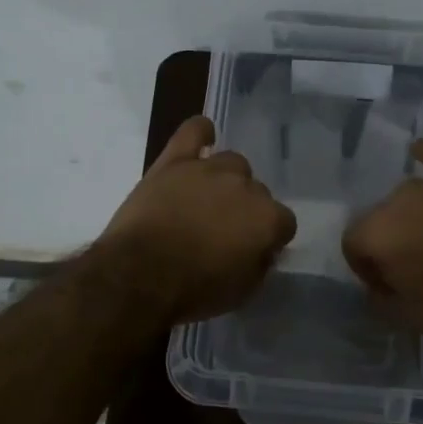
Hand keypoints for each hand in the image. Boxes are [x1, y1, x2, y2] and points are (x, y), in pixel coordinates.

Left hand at [100, 115, 297, 322]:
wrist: (139, 275)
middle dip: (245, 210)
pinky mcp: (174, 161)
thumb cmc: (194, 290)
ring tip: (206, 201)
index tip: (253, 251)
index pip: (283, 222)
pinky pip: (194, 131)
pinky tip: (203, 139)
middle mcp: (245, 187)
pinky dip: (201, 133)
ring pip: (232, 163)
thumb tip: (263, 248)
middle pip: (257, 191)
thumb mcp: (241, 292)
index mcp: (267, 219)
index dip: (269, 238)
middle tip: (223, 232)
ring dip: (226, 180)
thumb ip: (260, 264)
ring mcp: (209, 169)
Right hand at [342, 140, 422, 335]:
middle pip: (378, 219)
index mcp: (374, 234)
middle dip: (387, 241)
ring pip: (404, 197)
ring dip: (408, 215)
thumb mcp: (407, 317)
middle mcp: (393, 201)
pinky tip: (417, 148)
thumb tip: (375, 291)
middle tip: (410, 266)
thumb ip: (379, 301)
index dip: (366, 268)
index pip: (352, 245)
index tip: (385, 285)